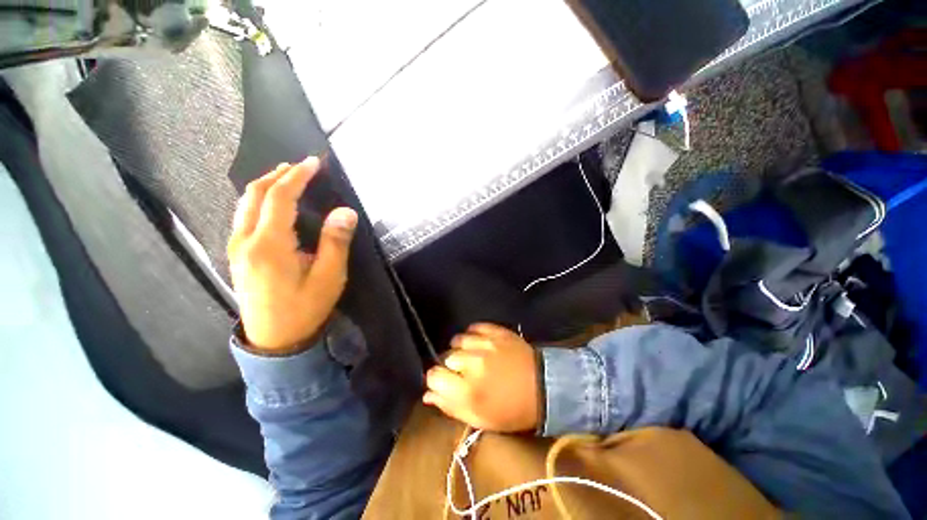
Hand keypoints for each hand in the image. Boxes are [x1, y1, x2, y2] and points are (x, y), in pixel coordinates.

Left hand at [227, 157, 357, 351]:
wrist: (274, 340)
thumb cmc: (305, 308)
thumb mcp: (328, 277)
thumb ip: (335, 242)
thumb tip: (345, 211)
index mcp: (268, 245)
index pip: (279, 198)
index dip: (297, 176)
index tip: (313, 162)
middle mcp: (245, 240)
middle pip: (255, 194)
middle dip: (278, 174)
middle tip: (302, 166)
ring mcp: (236, 247)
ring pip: (245, 203)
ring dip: (266, 185)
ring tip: (288, 176)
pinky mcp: (237, 254)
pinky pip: (243, 215)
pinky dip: (259, 200)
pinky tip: (272, 202)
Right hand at [424, 323, 539, 432]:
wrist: (544, 387)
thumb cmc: (512, 410)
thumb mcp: (480, 419)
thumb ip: (450, 407)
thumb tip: (427, 395)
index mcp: (467, 391)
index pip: (433, 377)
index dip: (436, 380)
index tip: (444, 383)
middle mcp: (472, 363)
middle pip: (445, 357)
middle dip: (451, 367)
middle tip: (464, 373)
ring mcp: (485, 343)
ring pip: (457, 340)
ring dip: (461, 349)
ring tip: (472, 357)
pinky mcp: (496, 331)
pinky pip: (474, 327)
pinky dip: (473, 335)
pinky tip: (479, 343)